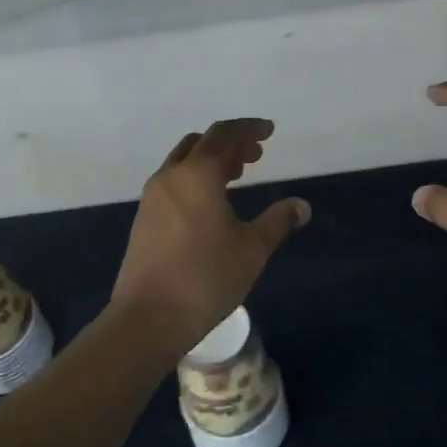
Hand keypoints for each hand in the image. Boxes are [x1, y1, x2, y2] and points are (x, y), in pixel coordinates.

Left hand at [109, 119, 310, 355]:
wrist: (148, 317)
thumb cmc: (206, 277)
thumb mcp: (252, 249)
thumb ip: (278, 221)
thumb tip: (302, 206)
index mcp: (197, 174)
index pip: (224, 135)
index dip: (249, 129)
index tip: (269, 131)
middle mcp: (171, 177)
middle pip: (201, 143)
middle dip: (230, 143)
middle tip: (256, 155)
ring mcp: (152, 198)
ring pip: (183, 163)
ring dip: (211, 161)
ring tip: (237, 174)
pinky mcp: (144, 219)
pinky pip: (173, 183)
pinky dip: (195, 179)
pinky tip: (211, 203)